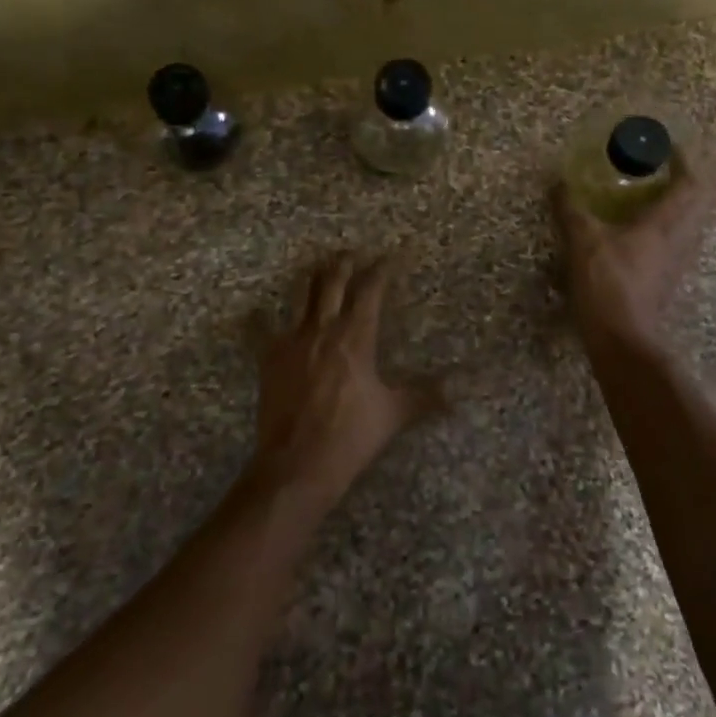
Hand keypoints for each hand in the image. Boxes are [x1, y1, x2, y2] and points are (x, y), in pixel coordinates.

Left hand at [253, 255, 436, 508]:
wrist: (298, 463)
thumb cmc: (350, 436)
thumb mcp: (393, 414)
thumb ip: (426, 395)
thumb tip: (460, 388)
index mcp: (355, 337)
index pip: (370, 291)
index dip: (381, 270)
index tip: (391, 257)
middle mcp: (323, 329)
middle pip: (333, 283)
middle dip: (345, 264)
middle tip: (353, 253)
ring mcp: (292, 340)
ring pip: (302, 296)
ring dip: (313, 278)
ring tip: (320, 267)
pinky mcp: (269, 357)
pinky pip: (261, 329)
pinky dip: (260, 318)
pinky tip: (255, 310)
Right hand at [552, 159, 714, 354]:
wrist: (622, 339)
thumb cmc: (607, 285)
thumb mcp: (582, 242)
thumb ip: (570, 210)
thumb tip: (557, 182)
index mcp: (665, 224)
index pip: (691, 183)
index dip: (685, 160)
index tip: (670, 145)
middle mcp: (679, 239)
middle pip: (698, 201)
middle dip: (686, 179)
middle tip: (662, 166)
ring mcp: (677, 261)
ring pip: (690, 222)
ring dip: (678, 203)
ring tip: (651, 192)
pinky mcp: (667, 277)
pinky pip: (676, 239)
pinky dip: (666, 224)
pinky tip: (639, 227)